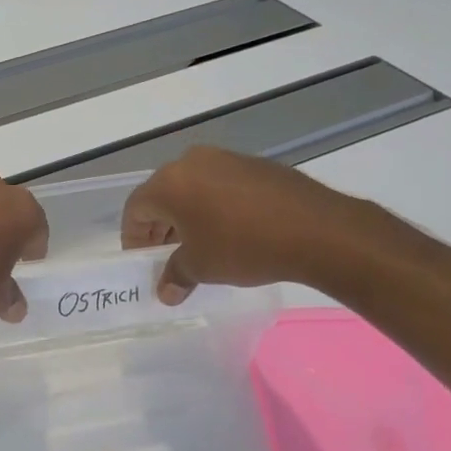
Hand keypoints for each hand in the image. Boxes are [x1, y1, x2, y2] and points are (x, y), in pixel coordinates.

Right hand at [121, 147, 365, 302]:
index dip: (133, 237)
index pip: (136, 209)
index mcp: (169, 184)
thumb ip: (176, 276)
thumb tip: (166, 291)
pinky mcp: (254, 164)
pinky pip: (219, 185)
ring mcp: (225, 159)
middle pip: (162, 195)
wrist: (316, 229)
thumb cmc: (243, 247)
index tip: (142, 260)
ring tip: (197, 245)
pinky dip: (213, 206)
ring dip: (186, 216)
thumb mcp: (201, 268)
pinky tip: (229, 231)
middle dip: (159, 226)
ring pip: (191, 188)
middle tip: (165, 255)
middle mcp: (191, 162)